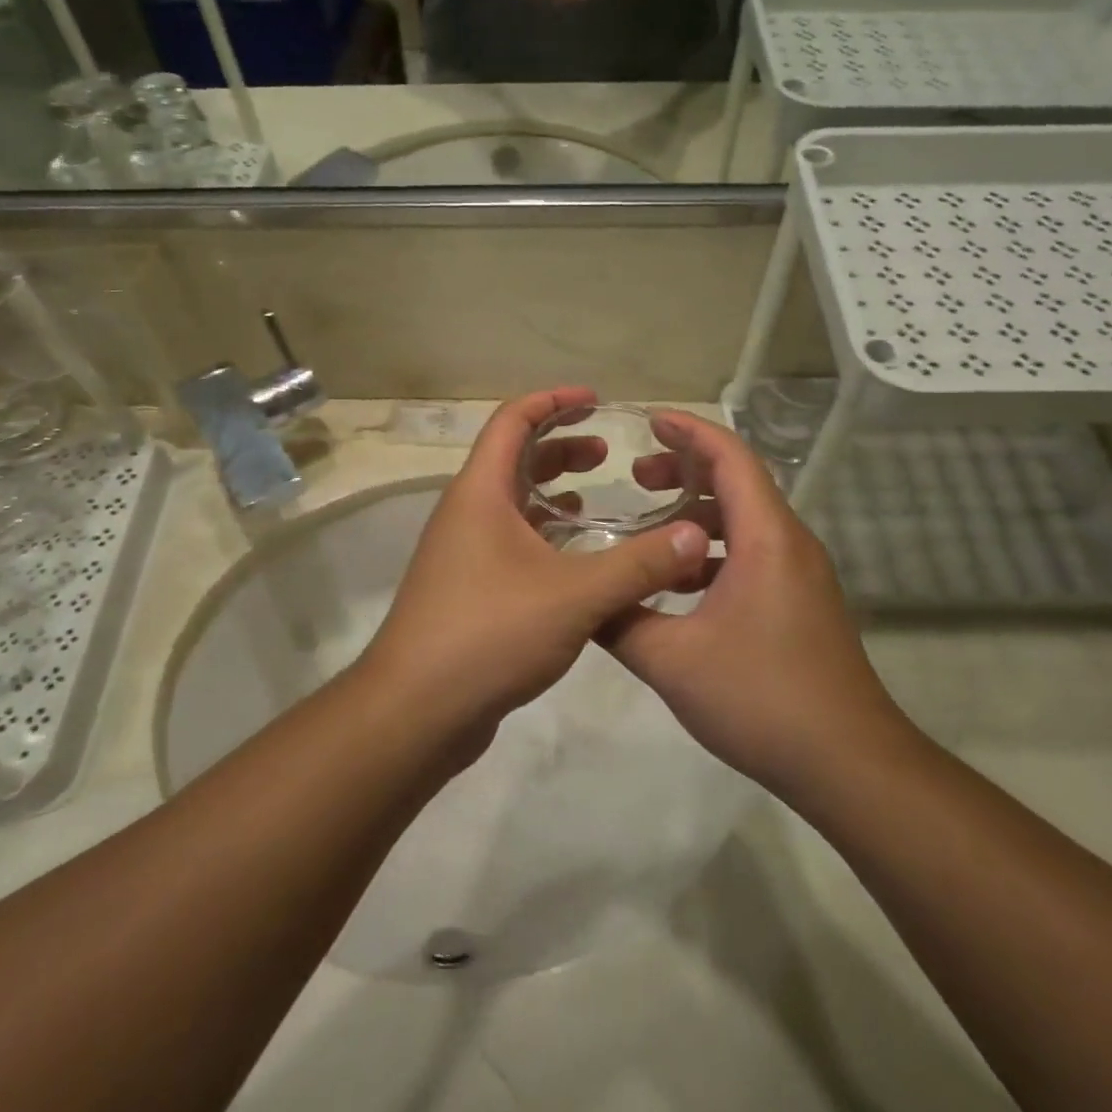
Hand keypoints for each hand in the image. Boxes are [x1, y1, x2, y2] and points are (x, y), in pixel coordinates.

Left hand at [358, 388, 709, 742]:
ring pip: (512, 504)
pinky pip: (510, 542)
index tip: (595, 399)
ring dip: (552, 493)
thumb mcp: (575, 596)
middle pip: (512, 459)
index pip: (512, 421)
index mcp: (480, 493)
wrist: (416, 711)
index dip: (553, 401)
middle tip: (607, 452)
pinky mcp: (467, 590)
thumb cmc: (490, 634)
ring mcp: (462, 553)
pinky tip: (574, 558)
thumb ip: (639, 564)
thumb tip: (695, 535)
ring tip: (598, 497)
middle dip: (560, 447)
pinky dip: (543, 535)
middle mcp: (465, 514)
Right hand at [602, 411, 912, 795]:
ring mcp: (799, 575)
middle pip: (738, 483)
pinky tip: (677, 583)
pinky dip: (712, 551)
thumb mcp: (671, 660)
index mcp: (766, 538)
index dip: (687, 432)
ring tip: (648, 526)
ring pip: (744, 522)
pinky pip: (752, 554)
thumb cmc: (760, 697)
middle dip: (685, 470)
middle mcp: (789, 544)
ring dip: (697, 514)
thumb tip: (582, 600)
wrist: (847, 763)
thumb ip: (619, 620)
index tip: (646, 421)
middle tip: (635, 476)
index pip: (729, 458)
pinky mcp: (799, 603)